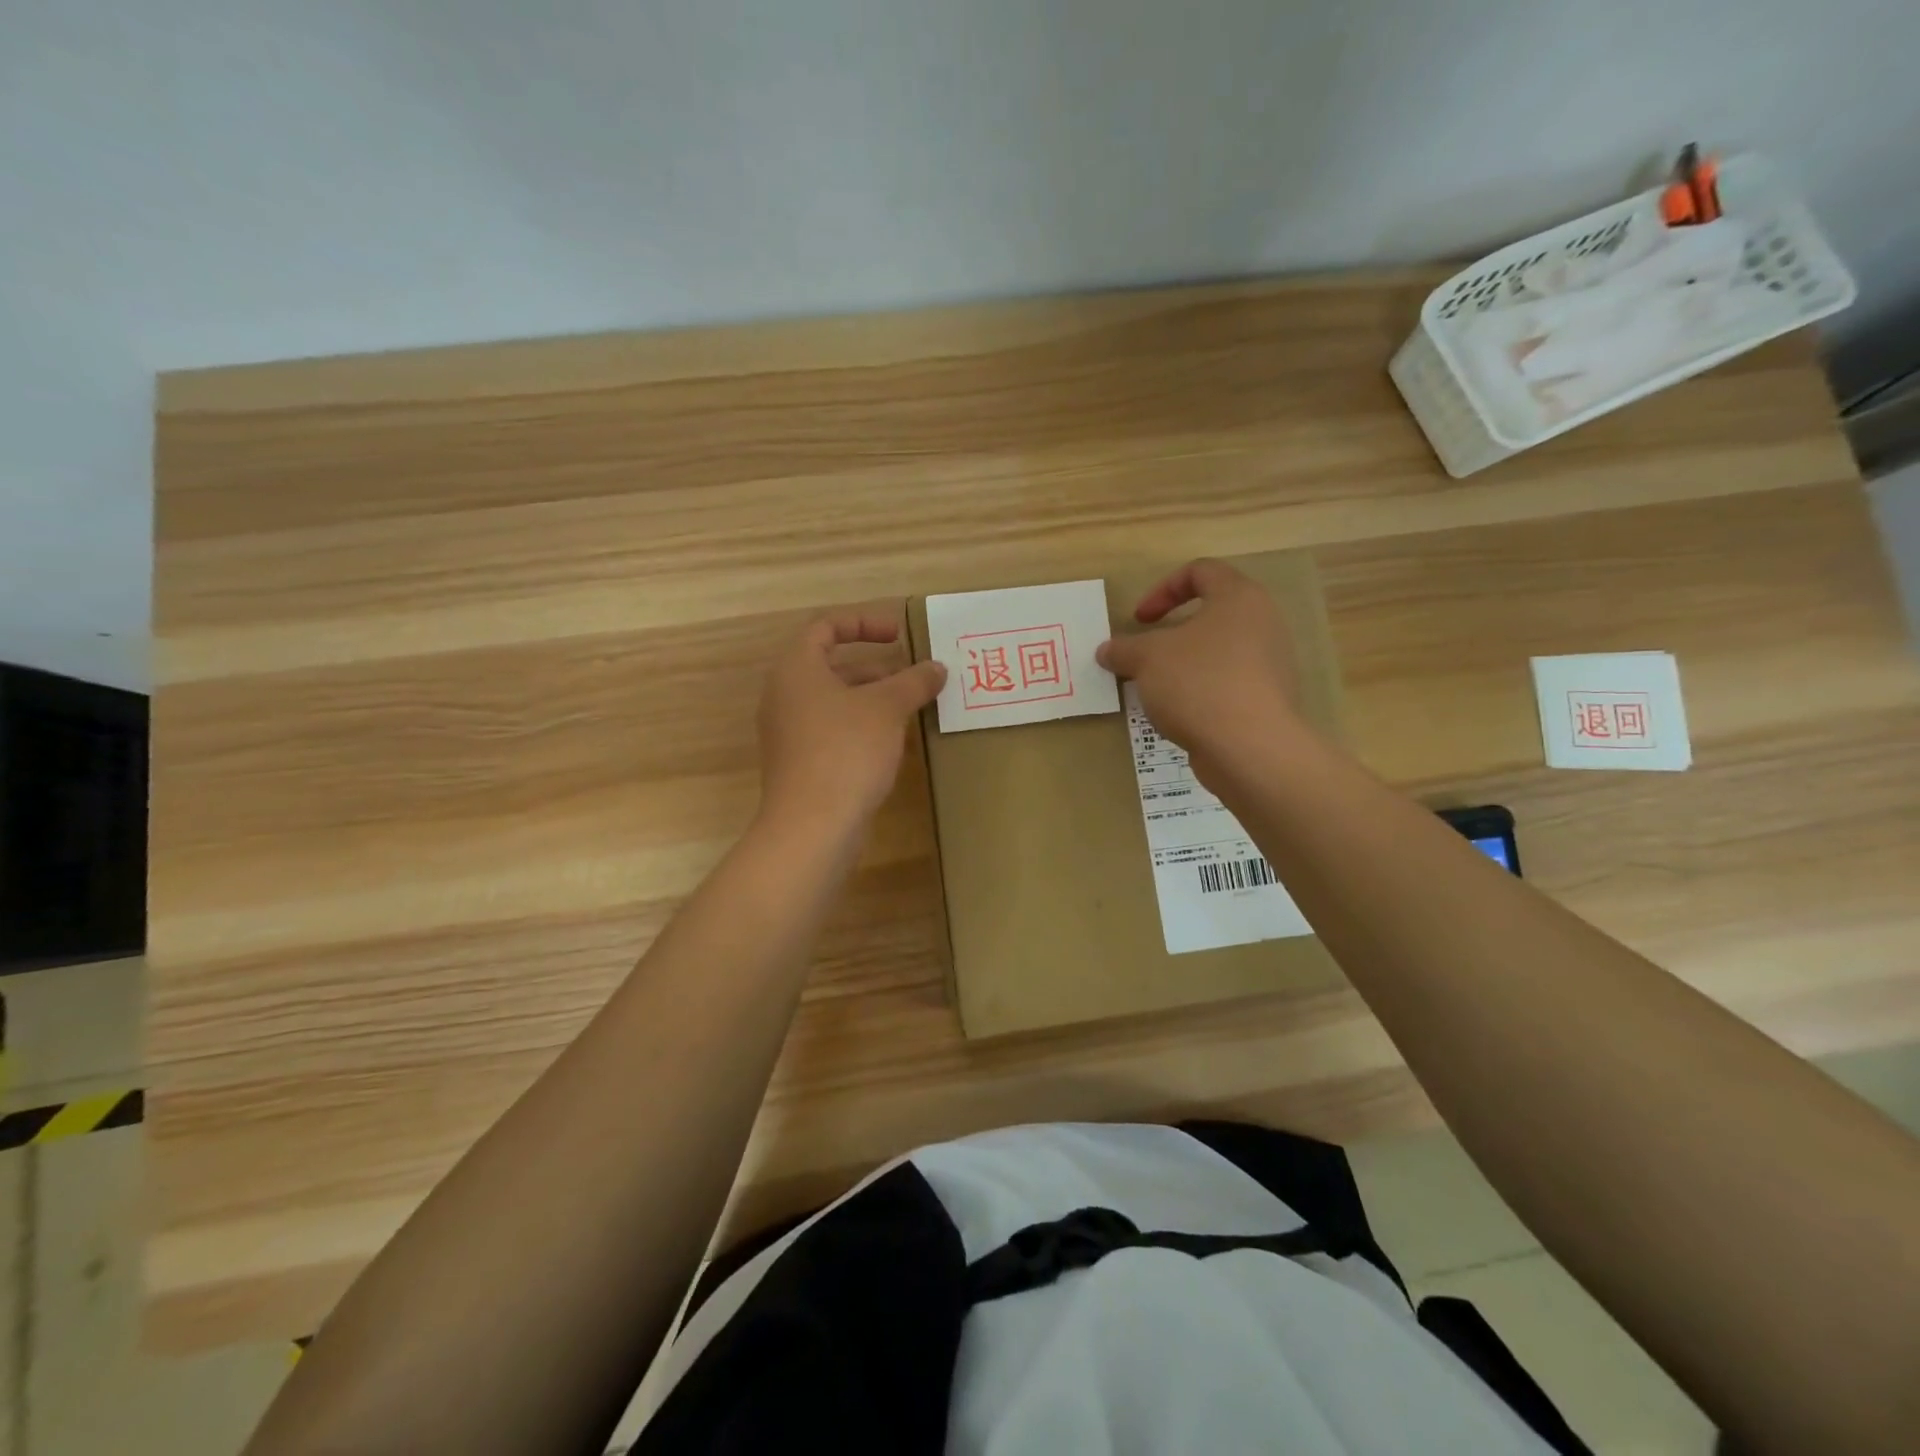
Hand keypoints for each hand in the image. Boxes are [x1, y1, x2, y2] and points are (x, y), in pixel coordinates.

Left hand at [756, 611, 946, 833]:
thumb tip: (937, 668)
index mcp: (796, 669)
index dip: (865, 622)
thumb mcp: (887, 709)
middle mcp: (785, 695)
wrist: (812, 826)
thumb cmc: (846, 751)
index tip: (900, 634)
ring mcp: (789, 732)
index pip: (826, 626)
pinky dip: (862, 726)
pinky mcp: (800, 763)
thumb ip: (913, 681)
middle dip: (877, 667)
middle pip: (832, 665)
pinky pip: (832, 730)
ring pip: (835, 701)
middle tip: (914, 676)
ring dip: (873, 698)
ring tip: (912, 708)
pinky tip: (893, 742)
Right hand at [1096, 559, 1305, 788]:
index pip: (1201, 571)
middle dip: (1170, 633)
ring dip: (1182, 665)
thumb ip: (1124, 649)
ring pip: (1217, 652)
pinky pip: (1226, 684)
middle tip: (1145, 654)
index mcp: (1239, 598)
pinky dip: (1200, 691)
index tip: (1139, 620)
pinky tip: (1179, 714)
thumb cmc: (1198, 683)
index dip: (1162, 589)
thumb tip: (1106, 650)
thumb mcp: (1147, 659)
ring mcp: (1270, 664)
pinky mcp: (1267, 700)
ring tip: (1157, 689)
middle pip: (1210, 614)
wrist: (1249, 748)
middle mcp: (1263, 624)